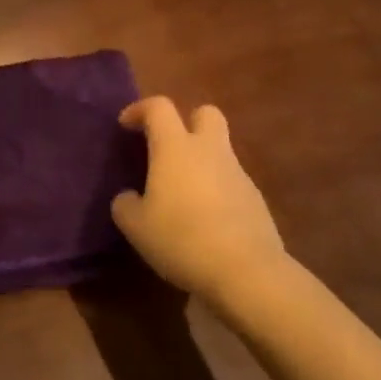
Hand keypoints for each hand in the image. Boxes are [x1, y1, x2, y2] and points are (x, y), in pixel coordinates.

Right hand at [111, 97, 287, 307]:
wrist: (246, 271)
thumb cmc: (181, 238)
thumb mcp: (135, 226)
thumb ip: (126, 204)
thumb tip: (130, 197)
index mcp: (175, 148)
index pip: (158, 108)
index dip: (140, 110)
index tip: (126, 125)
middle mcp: (209, 151)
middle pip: (205, 114)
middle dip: (186, 121)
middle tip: (167, 146)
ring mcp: (237, 174)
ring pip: (219, 150)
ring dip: (200, 160)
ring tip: (180, 193)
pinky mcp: (255, 200)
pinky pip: (230, 181)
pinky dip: (215, 189)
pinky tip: (203, 219)